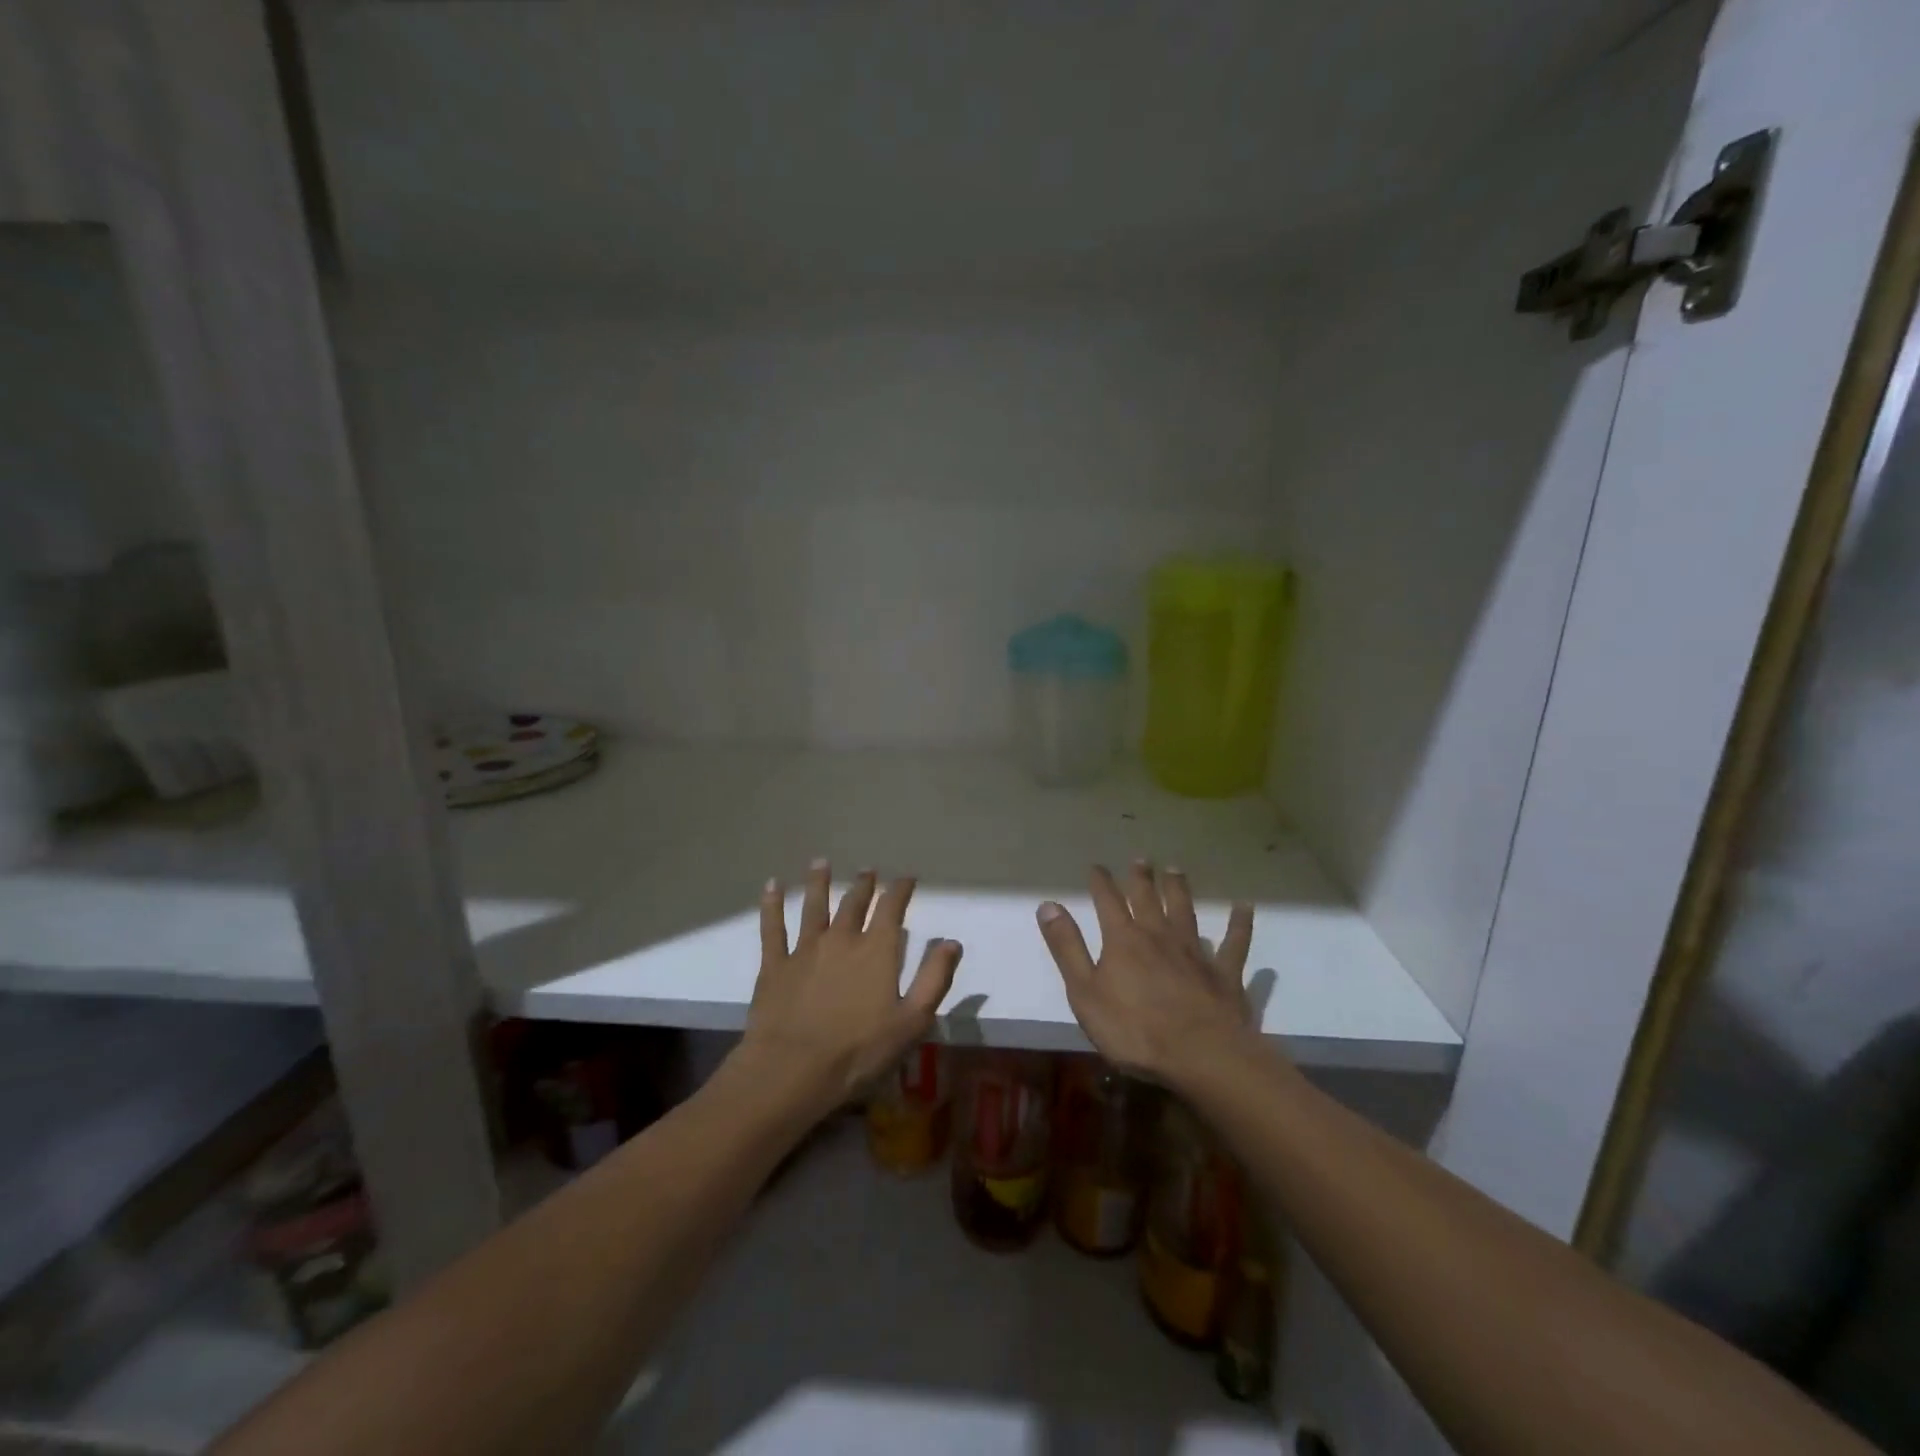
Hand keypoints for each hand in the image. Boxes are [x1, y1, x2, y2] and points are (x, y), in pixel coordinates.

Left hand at [739, 860, 961, 1115]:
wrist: (793, 1069)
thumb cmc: (859, 1051)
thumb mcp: (912, 1021)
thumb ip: (934, 978)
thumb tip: (951, 942)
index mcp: (877, 951)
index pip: (892, 909)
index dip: (900, 890)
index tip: (907, 878)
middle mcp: (842, 939)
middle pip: (854, 903)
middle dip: (864, 885)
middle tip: (868, 870)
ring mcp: (805, 949)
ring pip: (814, 906)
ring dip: (819, 883)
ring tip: (821, 863)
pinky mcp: (775, 964)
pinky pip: (773, 927)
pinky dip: (772, 904)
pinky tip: (772, 886)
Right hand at [1035, 861, 1255, 1085]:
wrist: (1200, 1055)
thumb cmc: (1134, 1029)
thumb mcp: (1085, 992)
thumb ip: (1067, 948)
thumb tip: (1048, 905)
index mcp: (1123, 940)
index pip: (1108, 901)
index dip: (1101, 882)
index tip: (1096, 866)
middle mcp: (1159, 935)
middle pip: (1148, 899)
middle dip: (1141, 878)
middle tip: (1141, 858)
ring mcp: (1195, 952)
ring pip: (1186, 911)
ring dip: (1180, 889)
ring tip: (1176, 870)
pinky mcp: (1224, 973)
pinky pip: (1234, 943)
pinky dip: (1239, 924)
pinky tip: (1245, 907)